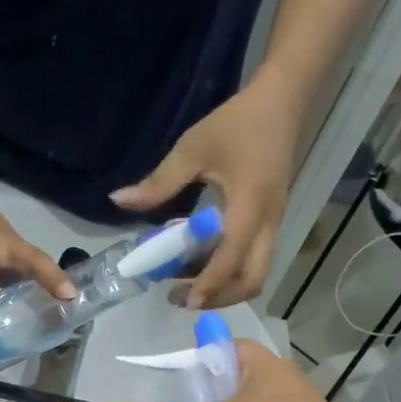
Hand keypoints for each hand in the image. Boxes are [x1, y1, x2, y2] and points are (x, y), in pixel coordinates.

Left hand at [109, 75, 302, 309]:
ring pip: (256, 275)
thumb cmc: (237, 123)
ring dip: (225, 290)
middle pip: (252, 280)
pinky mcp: (271, 225)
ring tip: (189, 287)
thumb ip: (158, 182)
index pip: (231, 258)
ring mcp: (273, 226)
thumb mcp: (192, 148)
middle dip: (220, 297)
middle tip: (185, 299)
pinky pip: (253, 262)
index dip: (209, 284)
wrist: (283, 101)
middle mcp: (267, 223)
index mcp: (249, 206)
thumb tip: (117, 201)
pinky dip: (229, 274)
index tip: (184, 300)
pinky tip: (201, 265)